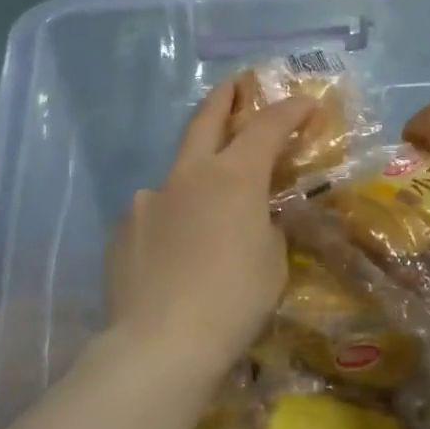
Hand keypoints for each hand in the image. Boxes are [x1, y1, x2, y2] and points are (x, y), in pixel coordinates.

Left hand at [107, 79, 316, 370]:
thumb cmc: (234, 301)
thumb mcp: (272, 262)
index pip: (267, 127)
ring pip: (178, 174)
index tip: (306, 103)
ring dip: (197, 178)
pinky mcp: (122, 228)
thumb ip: (266, 226)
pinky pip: (155, 214)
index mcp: (233, 177)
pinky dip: (172, 220)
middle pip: (206, 120)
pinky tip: (175, 252)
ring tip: (206, 213)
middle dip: (226, 97)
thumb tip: (255, 216)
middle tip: (238, 84)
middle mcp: (187, 175)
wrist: (161, 344)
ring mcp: (148, 199)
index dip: (290, 110)